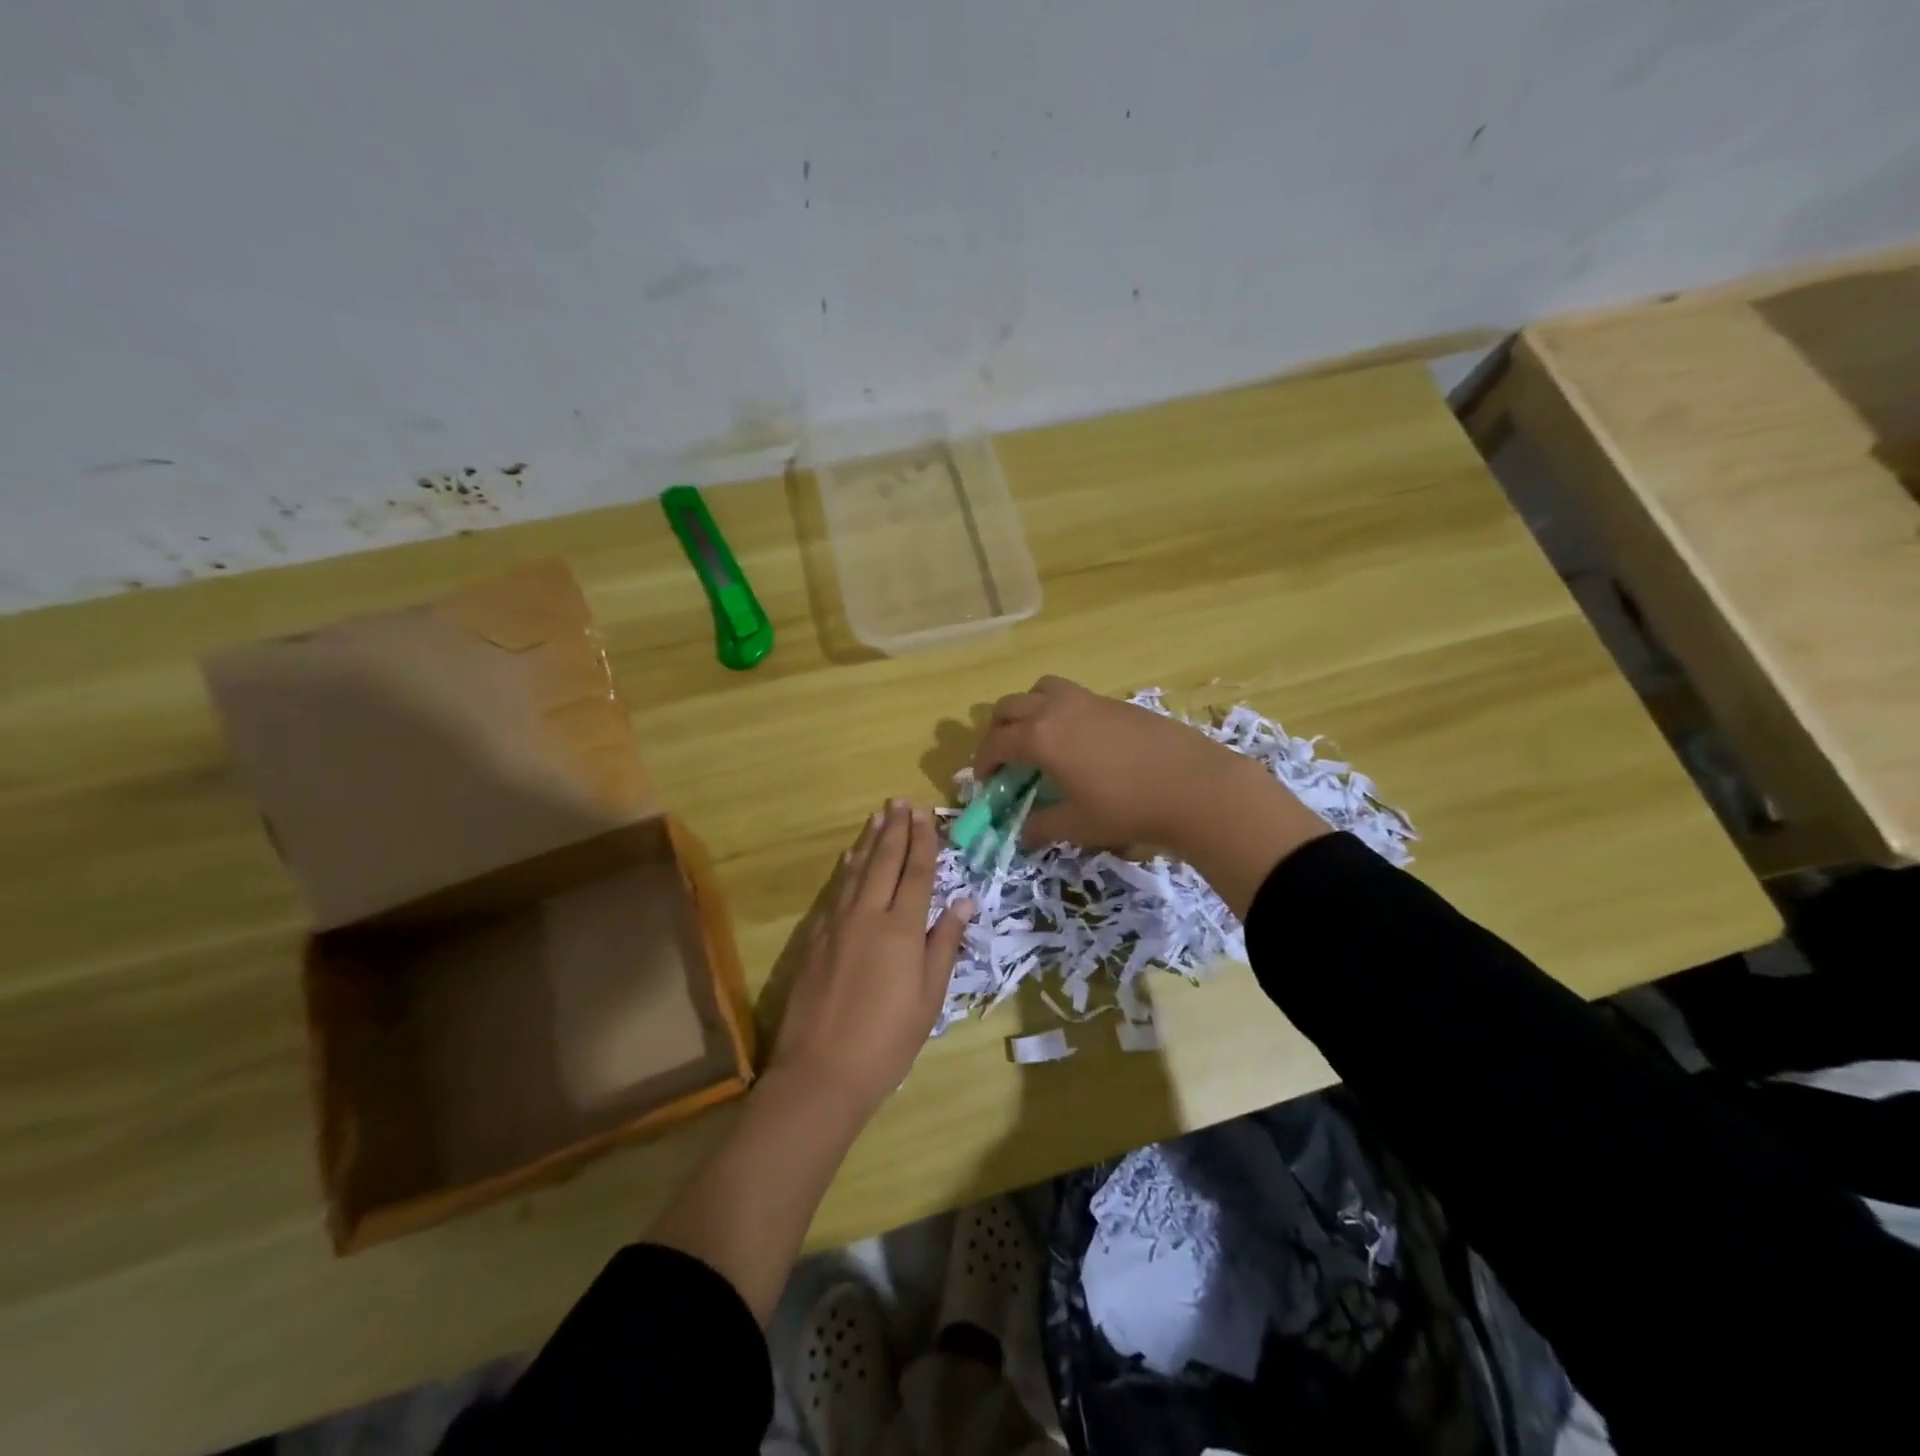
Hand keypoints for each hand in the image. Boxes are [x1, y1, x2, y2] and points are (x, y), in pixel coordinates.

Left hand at [767, 800, 973, 1118]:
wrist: (821, 1071)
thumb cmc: (888, 1040)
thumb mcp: (930, 997)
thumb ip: (944, 944)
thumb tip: (964, 903)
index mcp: (901, 928)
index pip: (916, 873)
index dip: (923, 842)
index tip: (925, 815)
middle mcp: (867, 915)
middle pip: (884, 862)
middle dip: (895, 830)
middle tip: (900, 802)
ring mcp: (836, 925)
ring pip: (856, 871)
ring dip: (869, 842)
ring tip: (877, 818)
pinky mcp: (816, 938)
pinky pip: (837, 891)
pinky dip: (847, 869)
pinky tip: (850, 860)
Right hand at [972, 677, 1329, 913]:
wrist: (1193, 785)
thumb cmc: (1126, 808)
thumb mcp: (1077, 825)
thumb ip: (1041, 826)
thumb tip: (1023, 832)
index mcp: (1040, 737)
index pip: (996, 743)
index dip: (983, 762)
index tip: (984, 781)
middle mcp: (1057, 709)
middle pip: (1010, 706)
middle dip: (998, 730)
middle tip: (1005, 757)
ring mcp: (1088, 700)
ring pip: (1041, 689)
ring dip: (1028, 709)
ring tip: (1038, 737)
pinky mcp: (1115, 701)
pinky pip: (1071, 696)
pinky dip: (1059, 711)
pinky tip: (1078, 741)